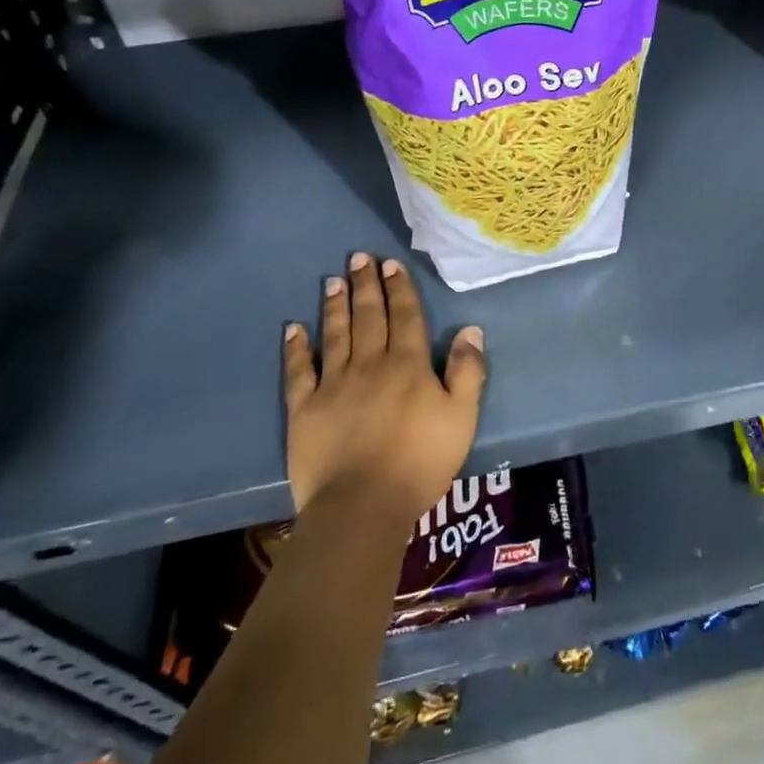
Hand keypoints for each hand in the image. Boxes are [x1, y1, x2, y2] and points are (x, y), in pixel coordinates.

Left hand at [283, 251, 486, 528]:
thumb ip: (468, 371)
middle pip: (369, 317)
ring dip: (335, 306)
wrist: (362, 505)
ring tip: (333, 280)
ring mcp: (333, 385)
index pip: (406, 317)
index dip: (399, 289)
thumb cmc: (421, 461)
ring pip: (335, 335)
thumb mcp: (462, 417)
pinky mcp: (304, 410)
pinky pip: (299, 372)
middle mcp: (370, 365)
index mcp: (409, 366)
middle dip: (366, 286)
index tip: (390, 265)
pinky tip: (293, 329)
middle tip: (358, 257)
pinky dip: (296, 349)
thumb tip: (470, 329)